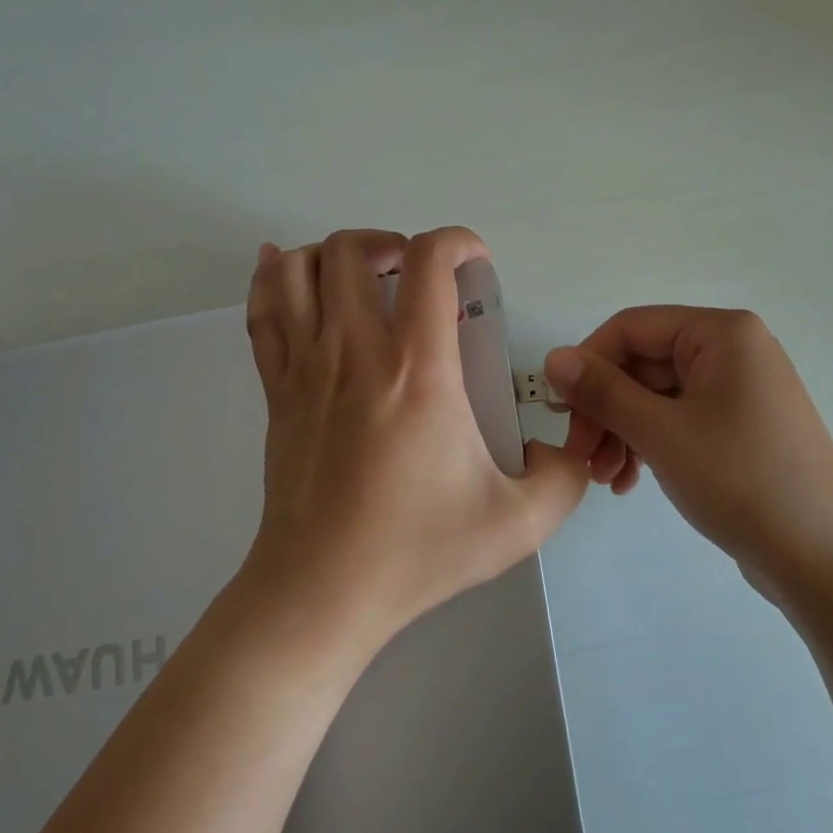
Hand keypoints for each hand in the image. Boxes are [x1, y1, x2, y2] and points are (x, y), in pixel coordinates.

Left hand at [242, 227, 589, 652]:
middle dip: (394, 242)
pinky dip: (274, 278)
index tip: (477, 264)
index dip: (459, 240)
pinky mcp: (277, 390)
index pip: (429, 261)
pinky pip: (264, 311)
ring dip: (335, 254)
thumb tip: (568, 447)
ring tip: (366, 279)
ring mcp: (306, 367)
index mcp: (418, 368)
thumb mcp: (518, 523)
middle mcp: (356, 350)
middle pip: (354, 248)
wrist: (322, 592)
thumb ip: (565, 477)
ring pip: (301, 268)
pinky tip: (290, 272)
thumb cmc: (417, 551)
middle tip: (418, 276)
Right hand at [545, 307, 832, 596]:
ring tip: (605, 478)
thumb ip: (602, 391)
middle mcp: (733, 350)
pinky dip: (650, 445)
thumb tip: (553, 358)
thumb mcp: (662, 433)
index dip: (589, 363)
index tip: (560, 410)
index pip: (632, 328)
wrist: (824, 560)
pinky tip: (630, 482)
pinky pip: (680, 420)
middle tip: (580, 455)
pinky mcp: (740, 427)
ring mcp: (739, 390)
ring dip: (623, 432)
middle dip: (606, 409)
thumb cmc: (741, 482)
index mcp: (722, 333)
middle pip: (644, 364)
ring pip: (658, 397)